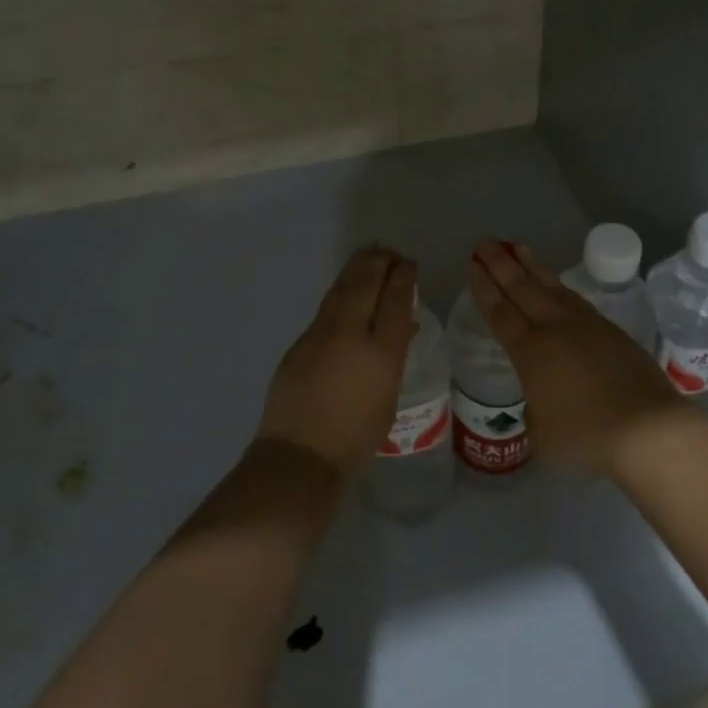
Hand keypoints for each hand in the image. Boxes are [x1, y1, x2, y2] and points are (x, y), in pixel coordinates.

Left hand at [257, 245, 416, 476]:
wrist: (301, 455)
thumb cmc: (356, 436)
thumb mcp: (389, 396)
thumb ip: (394, 355)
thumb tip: (402, 325)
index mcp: (381, 352)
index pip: (395, 300)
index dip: (403, 277)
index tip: (408, 264)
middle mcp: (350, 334)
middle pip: (366, 284)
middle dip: (379, 263)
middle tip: (389, 251)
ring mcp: (320, 335)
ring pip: (342, 290)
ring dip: (357, 269)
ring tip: (369, 256)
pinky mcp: (299, 343)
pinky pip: (326, 307)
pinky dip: (341, 292)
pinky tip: (346, 290)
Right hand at [467, 240, 691, 477]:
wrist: (646, 428)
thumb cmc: (587, 436)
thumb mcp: (543, 435)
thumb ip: (534, 413)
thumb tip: (541, 401)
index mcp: (530, 352)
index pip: (500, 313)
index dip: (484, 288)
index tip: (472, 265)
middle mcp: (554, 328)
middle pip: (521, 288)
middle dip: (500, 264)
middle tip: (484, 243)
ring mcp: (585, 325)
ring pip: (550, 286)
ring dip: (531, 265)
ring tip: (517, 246)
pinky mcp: (610, 329)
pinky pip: (574, 298)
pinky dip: (559, 285)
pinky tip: (556, 283)